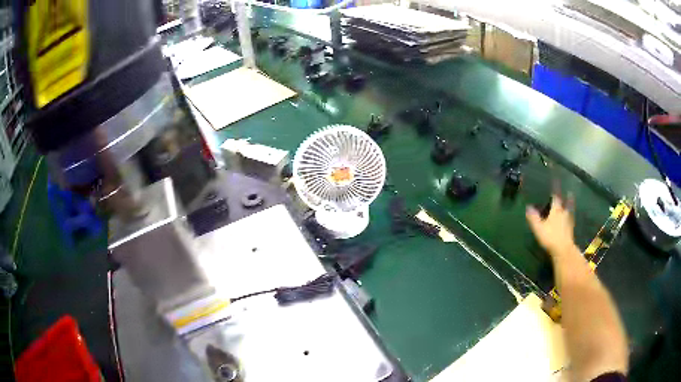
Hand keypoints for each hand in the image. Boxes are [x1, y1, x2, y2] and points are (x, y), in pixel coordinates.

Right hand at [526, 194, 575, 256]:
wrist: (563, 249)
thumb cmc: (550, 237)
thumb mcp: (538, 228)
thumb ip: (534, 217)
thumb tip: (528, 207)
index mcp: (555, 211)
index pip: (555, 198)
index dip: (555, 192)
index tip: (556, 185)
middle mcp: (563, 213)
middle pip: (565, 204)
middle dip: (566, 198)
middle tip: (569, 193)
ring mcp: (568, 222)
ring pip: (569, 211)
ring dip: (570, 206)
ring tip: (571, 203)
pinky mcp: (571, 230)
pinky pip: (571, 221)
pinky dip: (571, 218)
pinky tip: (570, 219)